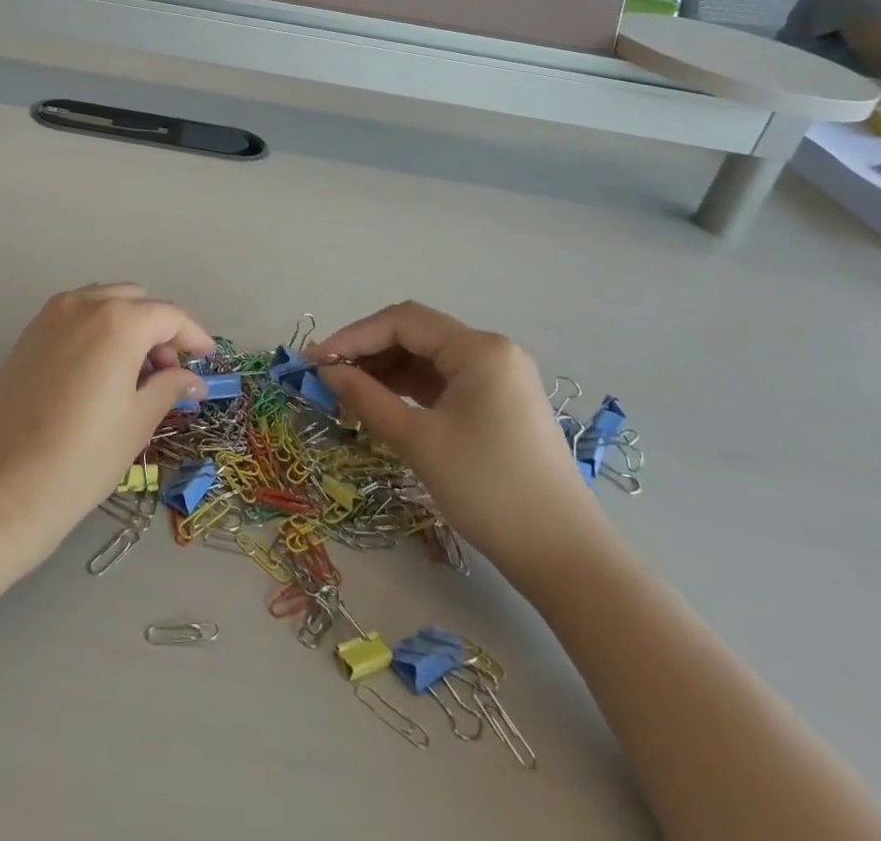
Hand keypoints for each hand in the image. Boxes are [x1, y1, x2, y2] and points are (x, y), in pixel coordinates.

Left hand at [0, 284, 211, 568]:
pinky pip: (76, 316)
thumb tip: (192, 378)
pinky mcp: (28, 334)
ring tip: (136, 375)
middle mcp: (83, 303)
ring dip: (128, 326)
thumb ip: (169, 388)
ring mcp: (50, 315)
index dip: (194, 337)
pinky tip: (102, 372)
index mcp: (118, 320)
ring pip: (103, 303)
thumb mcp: (136, 423)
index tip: (208, 363)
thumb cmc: (80, 459)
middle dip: (159, 329)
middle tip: (169, 374)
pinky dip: (98, 330)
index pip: (169, 315)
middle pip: (136, 301)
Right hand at [313, 302, 604, 586]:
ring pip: (427, 358)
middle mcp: (491, 352)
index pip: (402, 322)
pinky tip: (382, 402)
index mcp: (478, 350)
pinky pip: (444, 381)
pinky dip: (409, 387)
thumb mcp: (419, 441)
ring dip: (386, 369)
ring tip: (347, 391)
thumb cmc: (489, 489)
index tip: (315, 361)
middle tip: (327, 375)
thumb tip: (326, 372)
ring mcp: (498, 378)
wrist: (565, 558)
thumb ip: (367, 398)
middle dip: (368, 351)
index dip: (353, 336)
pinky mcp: (499, 404)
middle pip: (415, 334)